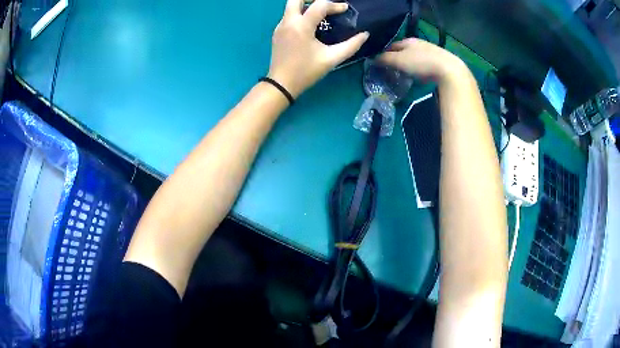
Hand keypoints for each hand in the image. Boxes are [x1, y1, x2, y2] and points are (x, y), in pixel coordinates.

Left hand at [268, 0, 368, 97]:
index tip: (345, 10)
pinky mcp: (277, 32)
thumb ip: (351, 46)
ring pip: (291, 6)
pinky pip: (288, 16)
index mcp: (301, 26)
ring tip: (320, 13)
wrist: (281, 84)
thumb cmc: (307, 71)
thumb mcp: (332, 59)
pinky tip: (310, 24)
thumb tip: (364, 35)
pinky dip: (300, 14)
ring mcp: (280, 26)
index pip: (319, 5)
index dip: (335, 5)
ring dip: (306, 6)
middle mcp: (288, 22)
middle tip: (326, 6)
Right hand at [377, 38, 466, 82]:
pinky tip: (420, 75)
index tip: (380, 63)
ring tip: (405, 74)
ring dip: (409, 63)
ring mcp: (431, 51)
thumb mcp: (399, 60)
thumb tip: (373, 58)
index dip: (385, 53)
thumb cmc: (421, 63)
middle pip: (404, 50)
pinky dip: (420, 68)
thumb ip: (385, 59)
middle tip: (392, 69)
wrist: (449, 70)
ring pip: (415, 56)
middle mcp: (419, 43)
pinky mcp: (440, 61)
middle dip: (397, 58)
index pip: (392, 45)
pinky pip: (425, 63)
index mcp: (408, 40)